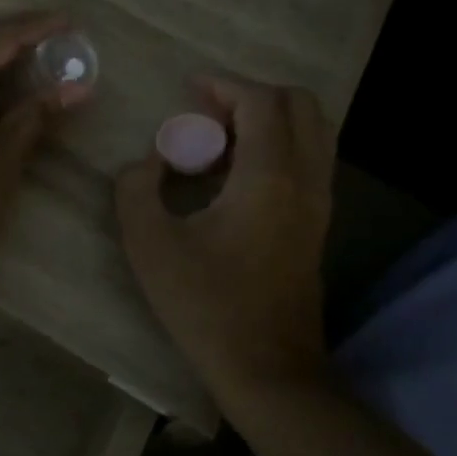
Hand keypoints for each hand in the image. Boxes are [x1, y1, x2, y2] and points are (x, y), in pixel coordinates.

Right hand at [115, 78, 334, 401]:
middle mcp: (305, 180)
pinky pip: (309, 160)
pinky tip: (236, 175)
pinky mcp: (318, 224)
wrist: (268, 371)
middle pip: (300, 105)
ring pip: (312, 131)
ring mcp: (319, 203)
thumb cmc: (207, 306)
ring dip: (269, 120)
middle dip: (252, 95)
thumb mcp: (150, 245)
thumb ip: (137, 189)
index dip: (225, 84)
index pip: (261, 101)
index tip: (190, 89)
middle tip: (208, 113)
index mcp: (269, 177)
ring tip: (221, 141)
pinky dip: (278, 146)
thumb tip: (148, 162)